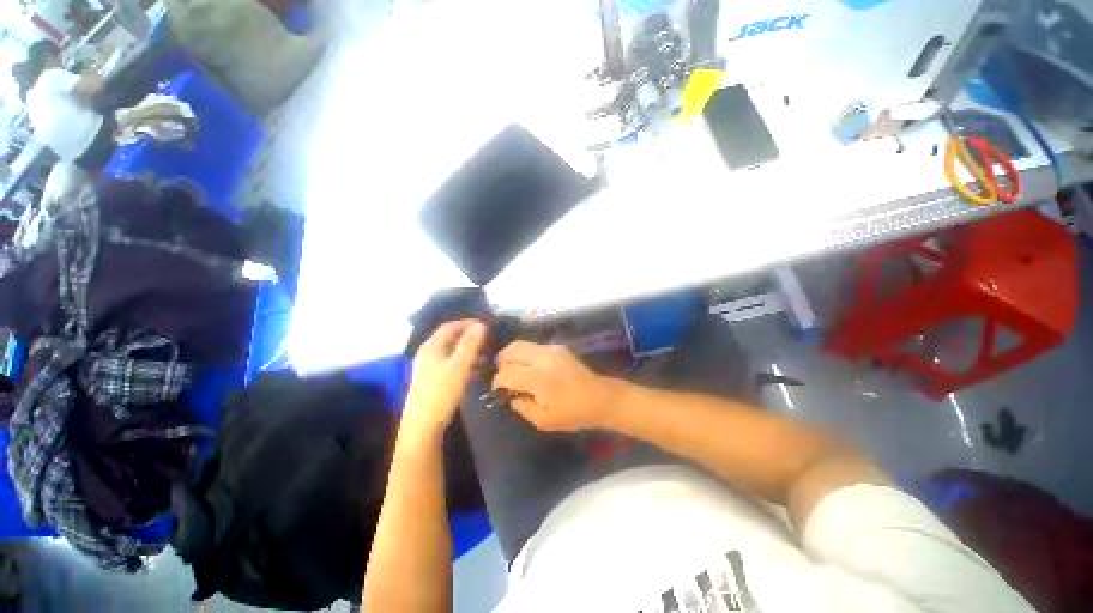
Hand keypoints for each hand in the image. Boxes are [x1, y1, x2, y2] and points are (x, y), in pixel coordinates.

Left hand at [403, 320, 485, 439]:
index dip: (468, 323)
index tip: (486, 325)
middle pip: (451, 338)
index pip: (450, 326)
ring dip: (469, 351)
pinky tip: (477, 370)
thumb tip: (481, 325)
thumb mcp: (459, 366)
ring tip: (487, 356)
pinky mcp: (433, 379)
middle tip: (488, 340)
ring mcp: (429, 367)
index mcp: (431, 347)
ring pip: (452, 352)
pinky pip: (451, 363)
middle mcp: (428, 353)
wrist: (423, 425)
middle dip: (470, 337)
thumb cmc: (441, 393)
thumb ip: (470, 344)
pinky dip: (465, 362)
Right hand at [493, 341, 621, 431]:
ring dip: (512, 357)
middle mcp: (542, 357)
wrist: (600, 397)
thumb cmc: (573, 413)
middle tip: (504, 377)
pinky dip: (525, 354)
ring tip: (514, 371)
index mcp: (538, 378)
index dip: (498, 383)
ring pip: (520, 344)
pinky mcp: (558, 347)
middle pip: (510, 351)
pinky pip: (533, 346)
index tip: (499, 391)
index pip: (506, 373)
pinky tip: (530, 368)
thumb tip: (511, 396)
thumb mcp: (543, 420)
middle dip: (501, 363)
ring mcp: (551, 349)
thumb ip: (522, 407)